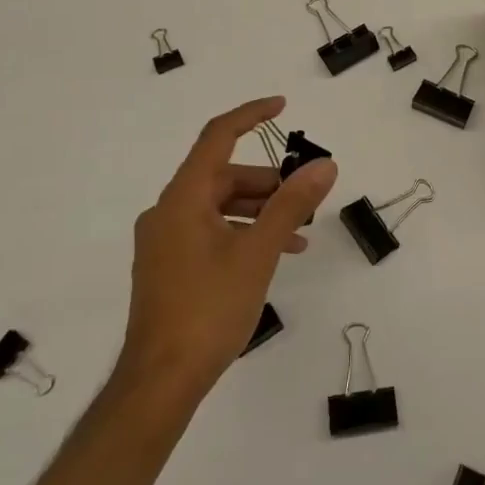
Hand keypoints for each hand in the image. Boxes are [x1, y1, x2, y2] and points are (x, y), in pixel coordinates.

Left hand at [120, 96, 337, 394]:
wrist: (160, 380)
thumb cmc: (209, 308)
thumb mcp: (259, 252)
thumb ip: (291, 204)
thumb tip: (324, 165)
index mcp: (182, 198)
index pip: (217, 137)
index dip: (250, 115)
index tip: (282, 105)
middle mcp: (167, 211)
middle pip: (223, 177)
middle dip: (268, 183)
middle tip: (306, 199)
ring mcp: (164, 240)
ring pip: (219, 206)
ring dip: (260, 212)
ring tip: (299, 233)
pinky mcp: (168, 265)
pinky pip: (210, 231)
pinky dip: (242, 232)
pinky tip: (273, 255)